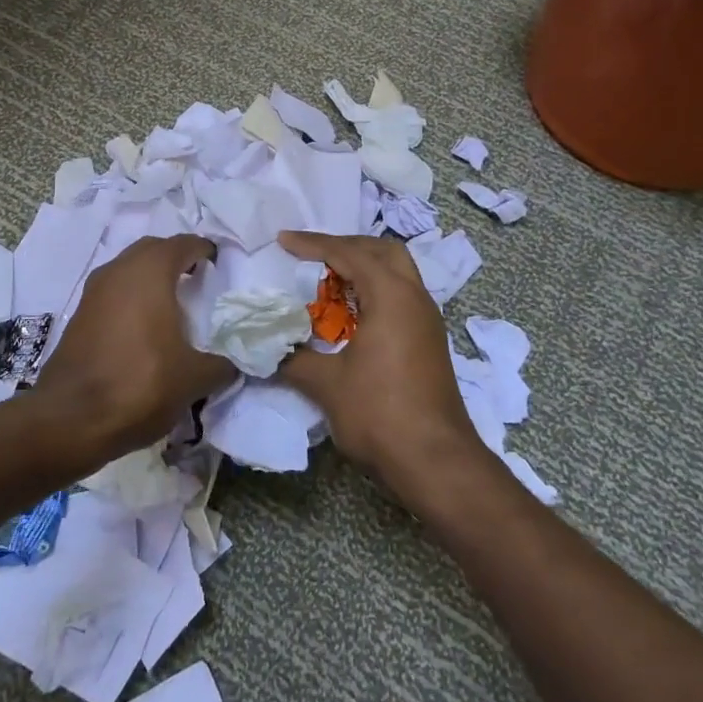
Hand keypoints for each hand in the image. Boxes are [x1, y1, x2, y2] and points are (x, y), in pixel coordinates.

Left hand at [35, 234, 234, 459]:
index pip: (183, 244)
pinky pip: (113, 292)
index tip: (219, 266)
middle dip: (176, 258)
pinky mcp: (78, 316)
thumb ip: (221, 365)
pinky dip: (131, 298)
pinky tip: (144, 328)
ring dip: (150, 278)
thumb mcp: (193, 379)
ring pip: (128, 270)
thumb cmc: (139, 384)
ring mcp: (93, 292)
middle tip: (198, 280)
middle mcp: (118, 271)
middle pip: (152, 250)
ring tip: (173, 305)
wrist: (69, 419)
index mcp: (150, 272)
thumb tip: (234, 364)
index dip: (204, 250)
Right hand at [274, 231, 485, 500]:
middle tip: (313, 255)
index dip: (313, 244)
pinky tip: (353, 315)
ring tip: (329, 282)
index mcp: (391, 295)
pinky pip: (401, 297)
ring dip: (364, 269)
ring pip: (397, 273)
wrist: (435, 460)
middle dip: (346, 246)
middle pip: (382, 251)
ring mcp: (427, 320)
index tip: (283, 241)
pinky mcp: (430, 341)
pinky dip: (375, 291)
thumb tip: (267, 348)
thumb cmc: (380, 413)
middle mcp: (415, 297)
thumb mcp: (327, 384)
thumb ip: (293, 358)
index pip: (349, 253)